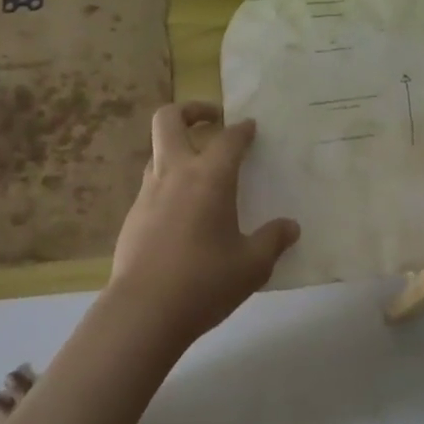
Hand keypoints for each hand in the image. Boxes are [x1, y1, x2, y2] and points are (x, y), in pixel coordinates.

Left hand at [106, 102, 298, 346]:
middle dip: (191, 110)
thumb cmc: (204, 282)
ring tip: (201, 171)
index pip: (228, 138)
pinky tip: (183, 214)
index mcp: (209, 177)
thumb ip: (273, 241)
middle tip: (212, 120)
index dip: (242, 129)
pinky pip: (152, 185)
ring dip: (178, 149)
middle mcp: (175, 174)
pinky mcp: (132, 217)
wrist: (142, 312)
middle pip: (169, 119)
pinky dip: (169, 184)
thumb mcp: (251, 266)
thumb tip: (291, 227)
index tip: (251, 128)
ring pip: (158, 151)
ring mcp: (148, 193)